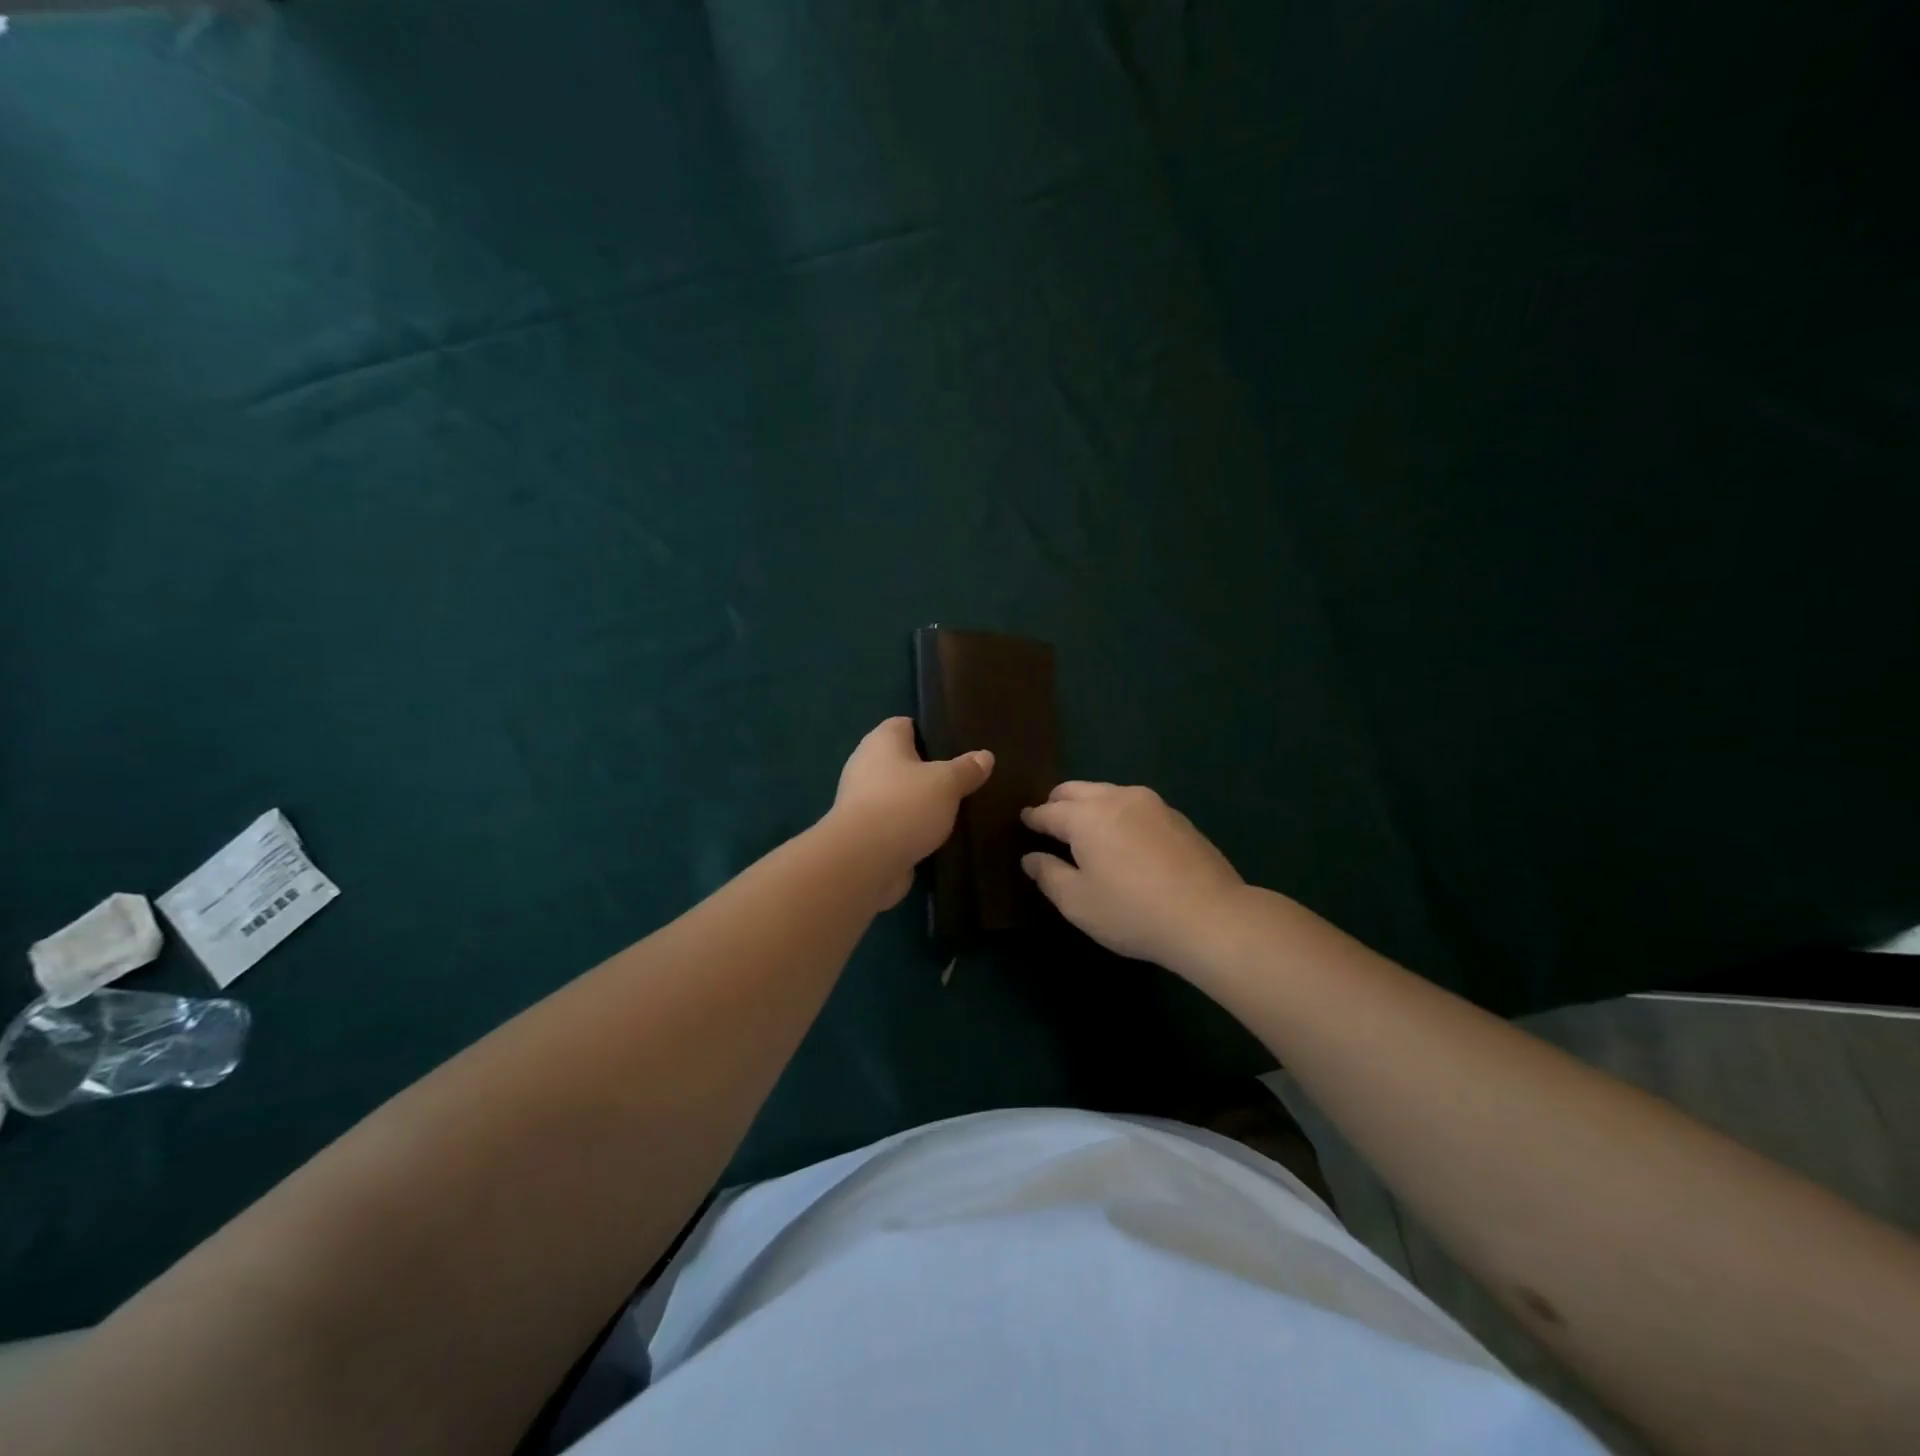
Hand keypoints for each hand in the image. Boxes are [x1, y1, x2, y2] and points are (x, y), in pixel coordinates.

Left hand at [828, 717, 993, 908]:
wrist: (864, 862)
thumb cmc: (905, 806)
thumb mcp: (947, 783)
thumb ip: (967, 769)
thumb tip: (986, 756)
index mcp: (881, 741)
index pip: (904, 724)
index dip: (929, 732)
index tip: (957, 745)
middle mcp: (865, 765)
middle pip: (902, 761)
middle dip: (929, 770)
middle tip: (962, 779)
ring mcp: (862, 801)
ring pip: (899, 794)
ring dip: (920, 802)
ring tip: (954, 809)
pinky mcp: (864, 833)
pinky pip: (894, 823)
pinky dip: (911, 828)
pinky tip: (935, 836)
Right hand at [1021, 782, 1245, 970]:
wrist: (1210, 916)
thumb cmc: (1132, 911)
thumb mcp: (1078, 902)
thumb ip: (1048, 875)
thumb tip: (1031, 858)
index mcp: (1086, 816)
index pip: (1049, 811)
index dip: (1033, 818)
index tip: (1024, 821)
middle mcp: (1117, 798)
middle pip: (1077, 790)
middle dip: (1058, 801)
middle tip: (1050, 819)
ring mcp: (1151, 804)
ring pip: (1108, 793)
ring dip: (1090, 804)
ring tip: (1086, 827)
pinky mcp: (1177, 817)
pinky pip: (1134, 806)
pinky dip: (1118, 814)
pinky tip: (1123, 838)